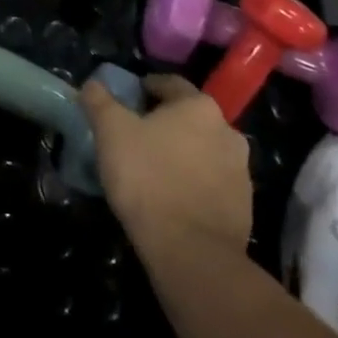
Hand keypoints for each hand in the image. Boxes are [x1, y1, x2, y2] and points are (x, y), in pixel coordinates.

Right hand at [80, 75, 252, 251]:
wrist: (191, 252)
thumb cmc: (148, 178)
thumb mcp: (111, 132)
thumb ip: (100, 102)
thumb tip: (92, 84)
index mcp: (199, 107)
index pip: (170, 84)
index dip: (146, 89)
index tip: (128, 101)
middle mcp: (228, 132)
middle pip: (190, 118)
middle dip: (166, 124)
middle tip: (138, 137)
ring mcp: (241, 172)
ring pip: (204, 151)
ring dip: (184, 154)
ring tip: (155, 170)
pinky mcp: (245, 207)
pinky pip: (214, 184)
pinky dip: (195, 184)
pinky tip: (173, 198)